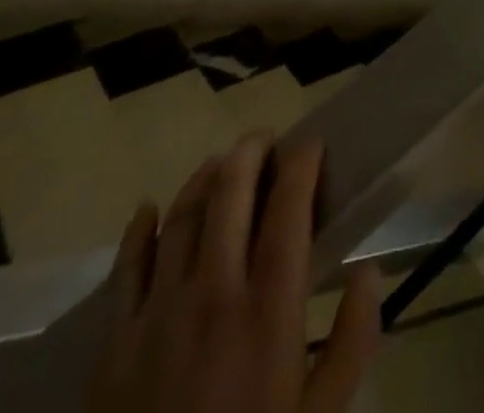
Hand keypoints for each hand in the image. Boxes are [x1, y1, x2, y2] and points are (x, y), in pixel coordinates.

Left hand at [85, 133, 380, 412]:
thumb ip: (352, 342)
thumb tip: (368, 272)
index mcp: (269, 308)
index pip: (289, 206)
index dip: (302, 162)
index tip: (312, 145)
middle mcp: (215, 292)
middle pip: (231, 192)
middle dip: (253, 152)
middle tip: (268, 140)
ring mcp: (159, 313)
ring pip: (182, 215)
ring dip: (206, 177)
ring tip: (223, 162)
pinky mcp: (115, 342)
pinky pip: (126, 267)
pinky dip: (140, 229)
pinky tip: (150, 207)